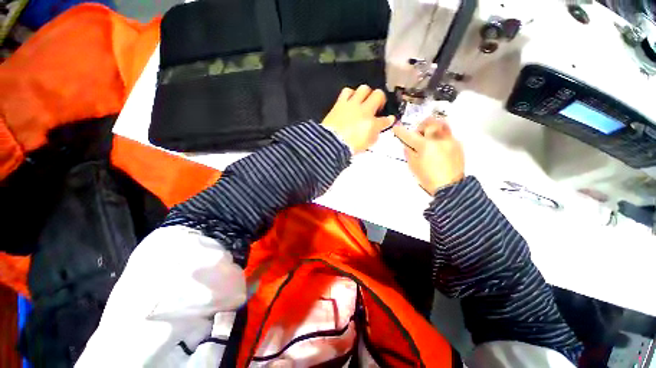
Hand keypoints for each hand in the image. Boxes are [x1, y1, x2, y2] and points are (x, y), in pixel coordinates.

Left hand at [322, 85, 395, 153]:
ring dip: (365, 94)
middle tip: (377, 105)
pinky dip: (350, 94)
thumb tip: (378, 130)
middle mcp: (364, 111)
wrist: (332, 143)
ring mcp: (352, 105)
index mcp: (372, 124)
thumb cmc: (349, 146)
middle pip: (378, 95)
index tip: (389, 119)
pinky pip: (347, 91)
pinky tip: (349, 99)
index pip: (385, 120)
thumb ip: (374, 136)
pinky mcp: (340, 103)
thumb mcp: (365, 144)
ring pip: (364, 89)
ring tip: (362, 100)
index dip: (389, 119)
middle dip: (380, 99)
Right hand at [393, 118, 464, 194]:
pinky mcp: (458, 145)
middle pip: (430, 122)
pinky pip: (448, 134)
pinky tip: (438, 147)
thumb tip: (407, 144)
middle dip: (421, 125)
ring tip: (429, 136)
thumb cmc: (428, 178)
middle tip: (418, 133)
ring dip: (433, 127)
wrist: (450, 187)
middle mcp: (439, 139)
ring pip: (442, 125)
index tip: (396, 129)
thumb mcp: (413, 166)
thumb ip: (409, 152)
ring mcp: (450, 141)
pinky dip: (440, 137)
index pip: (409, 135)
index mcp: (425, 146)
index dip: (400, 131)